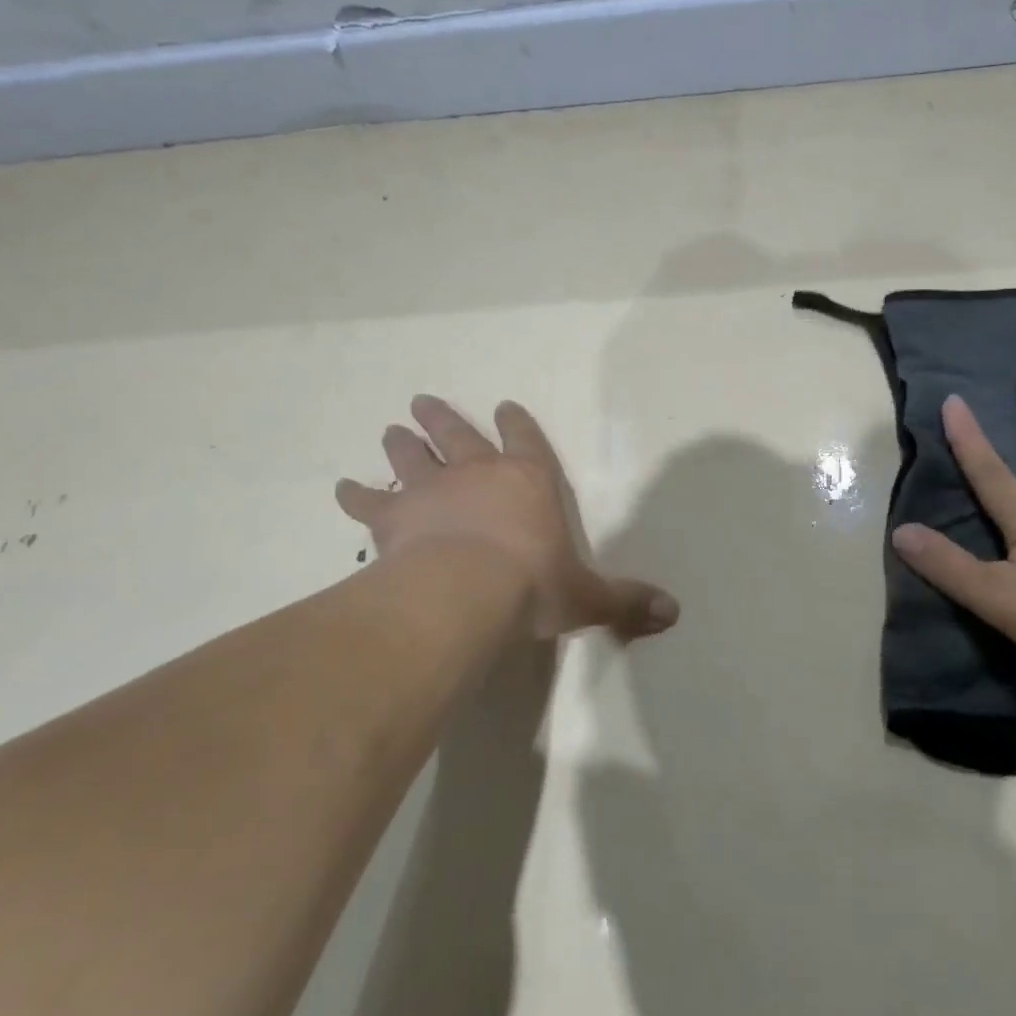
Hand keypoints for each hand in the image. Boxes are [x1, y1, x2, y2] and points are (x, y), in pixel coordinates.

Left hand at [335, 396, 678, 641]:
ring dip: (402, 444)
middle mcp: (479, 474)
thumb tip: (674, 614)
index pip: (526, 442)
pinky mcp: (395, 518)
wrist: (467, 590)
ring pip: (414, 458)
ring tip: (391, 429)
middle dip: (444, 419)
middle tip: (423, 401)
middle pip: (458, 436)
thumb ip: (626, 601)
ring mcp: (433, 491)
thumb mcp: (587, 597)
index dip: (517, 424)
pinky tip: (341, 488)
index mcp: (528, 482)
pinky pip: (369, 502)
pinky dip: (354, 496)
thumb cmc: (533, 585)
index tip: (504, 406)